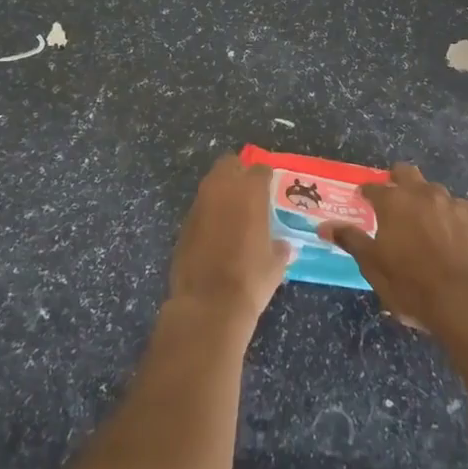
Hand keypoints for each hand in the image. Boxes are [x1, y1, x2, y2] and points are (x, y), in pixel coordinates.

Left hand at [168, 154, 292, 323]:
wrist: (208, 305)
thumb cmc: (250, 279)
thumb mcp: (275, 264)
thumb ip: (280, 248)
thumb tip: (283, 246)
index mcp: (250, 192)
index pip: (260, 169)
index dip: (266, 178)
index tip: (270, 189)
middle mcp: (222, 189)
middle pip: (229, 163)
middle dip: (238, 172)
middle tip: (249, 191)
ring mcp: (199, 204)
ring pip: (211, 183)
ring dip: (221, 191)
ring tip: (232, 212)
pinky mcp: (183, 223)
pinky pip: (199, 207)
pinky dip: (208, 213)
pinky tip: (215, 233)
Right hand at [317, 163, 467, 335]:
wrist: (464, 300)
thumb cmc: (410, 284)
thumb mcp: (373, 266)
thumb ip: (351, 240)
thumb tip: (324, 226)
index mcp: (393, 202)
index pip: (373, 187)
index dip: (366, 193)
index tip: (362, 201)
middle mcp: (422, 193)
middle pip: (406, 172)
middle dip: (397, 179)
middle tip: (393, 200)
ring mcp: (451, 203)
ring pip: (435, 189)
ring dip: (426, 198)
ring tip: (424, 220)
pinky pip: (462, 207)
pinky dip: (455, 215)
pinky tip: (455, 231)